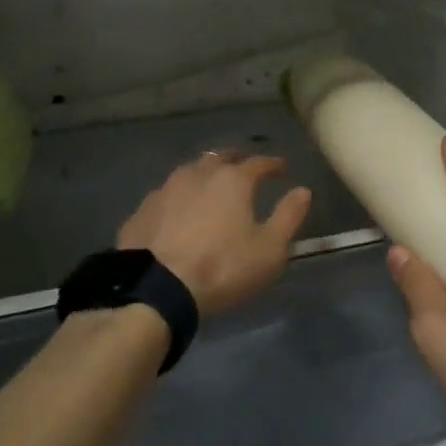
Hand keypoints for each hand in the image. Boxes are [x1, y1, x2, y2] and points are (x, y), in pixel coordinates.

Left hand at [118, 151, 311, 316]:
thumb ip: (289, 216)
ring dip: (204, 175)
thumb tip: (303, 191)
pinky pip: (167, 195)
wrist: (155, 288)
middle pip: (220, 157)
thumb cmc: (222, 267)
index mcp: (232, 180)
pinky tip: (179, 211)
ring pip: (190, 172)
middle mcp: (198, 174)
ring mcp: (165, 189)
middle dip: (236, 160)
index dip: (273, 164)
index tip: (282, 168)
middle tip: (245, 167)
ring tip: (211, 187)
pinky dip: (179, 198)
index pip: (258, 162)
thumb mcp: (269, 249)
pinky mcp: (142, 210)